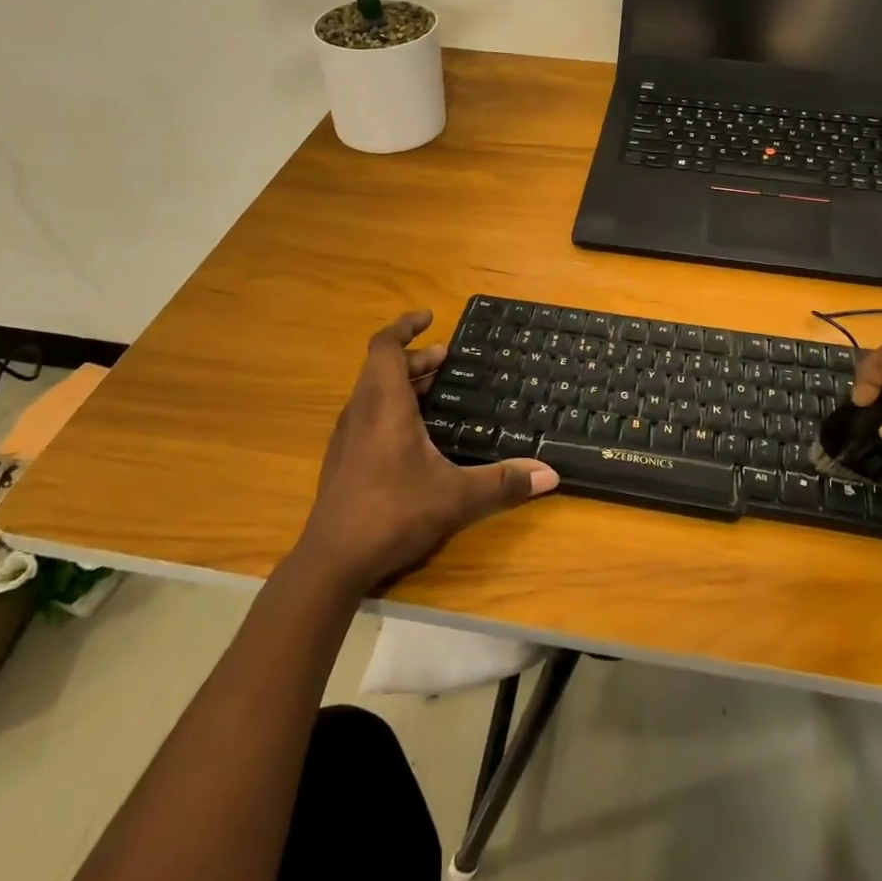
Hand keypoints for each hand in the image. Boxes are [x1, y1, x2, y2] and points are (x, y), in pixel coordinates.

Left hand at [295, 311, 557, 593]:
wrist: (331, 563)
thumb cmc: (392, 514)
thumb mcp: (456, 497)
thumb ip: (503, 483)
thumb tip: (550, 475)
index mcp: (384, 405)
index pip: (385, 346)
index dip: (405, 326)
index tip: (429, 317)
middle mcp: (361, 412)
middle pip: (383, 367)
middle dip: (416, 358)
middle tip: (449, 360)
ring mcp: (347, 436)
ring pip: (374, 391)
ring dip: (404, 382)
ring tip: (438, 388)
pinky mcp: (343, 459)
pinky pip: (369, 414)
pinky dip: (393, 406)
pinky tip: (417, 433)